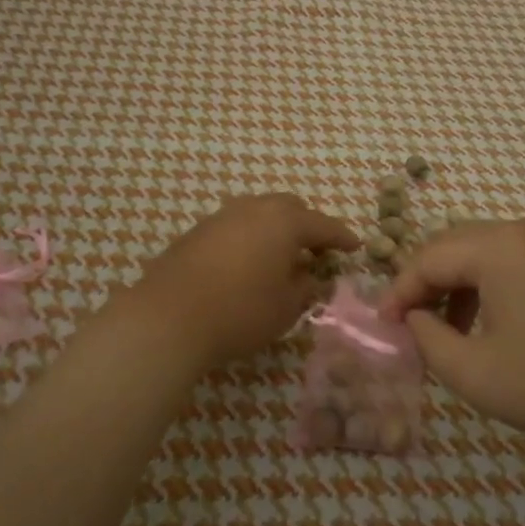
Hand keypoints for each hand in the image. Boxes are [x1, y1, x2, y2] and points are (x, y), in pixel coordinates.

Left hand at [125, 194, 357, 370]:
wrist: (168, 317)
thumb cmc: (240, 311)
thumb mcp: (286, 308)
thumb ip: (305, 288)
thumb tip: (311, 277)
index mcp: (284, 222)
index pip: (323, 225)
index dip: (342, 237)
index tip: (355, 246)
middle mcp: (254, 209)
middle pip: (289, 208)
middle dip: (307, 226)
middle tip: (315, 251)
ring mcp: (221, 217)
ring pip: (258, 212)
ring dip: (275, 229)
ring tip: (280, 257)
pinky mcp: (196, 232)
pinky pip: (234, 226)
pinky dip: (249, 238)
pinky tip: (246, 263)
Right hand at [382, 216, 524, 448]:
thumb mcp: (477, 373)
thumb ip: (429, 340)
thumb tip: (416, 318)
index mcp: (501, 246)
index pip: (430, 257)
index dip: (400, 291)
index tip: (385, 326)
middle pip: (459, 246)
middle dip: (430, 285)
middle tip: (415, 326)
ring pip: (491, 253)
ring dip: (463, 287)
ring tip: (457, 333)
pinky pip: (523, 261)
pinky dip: (497, 286)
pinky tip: (501, 325)